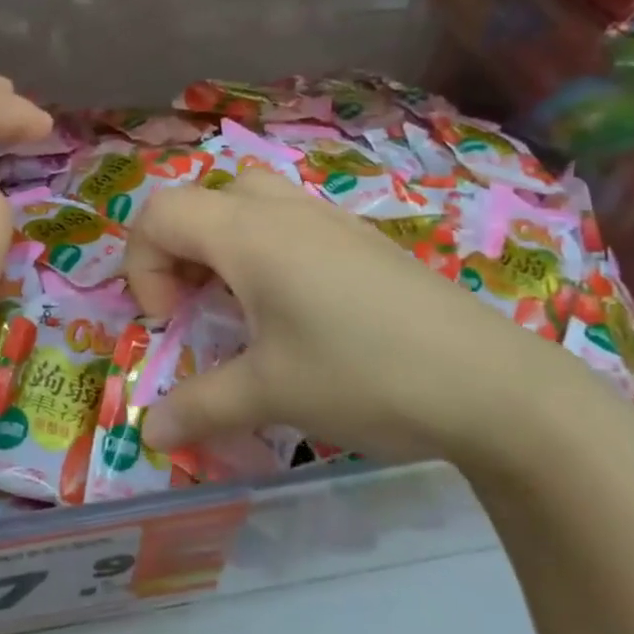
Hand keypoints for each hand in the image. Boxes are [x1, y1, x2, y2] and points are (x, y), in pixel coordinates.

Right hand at [124, 170, 608, 472]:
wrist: (490, 383)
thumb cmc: (362, 375)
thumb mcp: (270, 394)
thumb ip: (199, 407)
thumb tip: (151, 435)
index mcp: (249, 234)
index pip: (159, 212)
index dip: (143, 264)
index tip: (169, 320)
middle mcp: (284, 211)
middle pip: (202, 199)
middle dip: (179, 249)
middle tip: (196, 306)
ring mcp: (330, 220)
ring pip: (250, 201)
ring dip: (223, 245)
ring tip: (241, 304)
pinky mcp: (363, 240)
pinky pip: (292, 221)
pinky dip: (267, 251)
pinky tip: (298, 310)